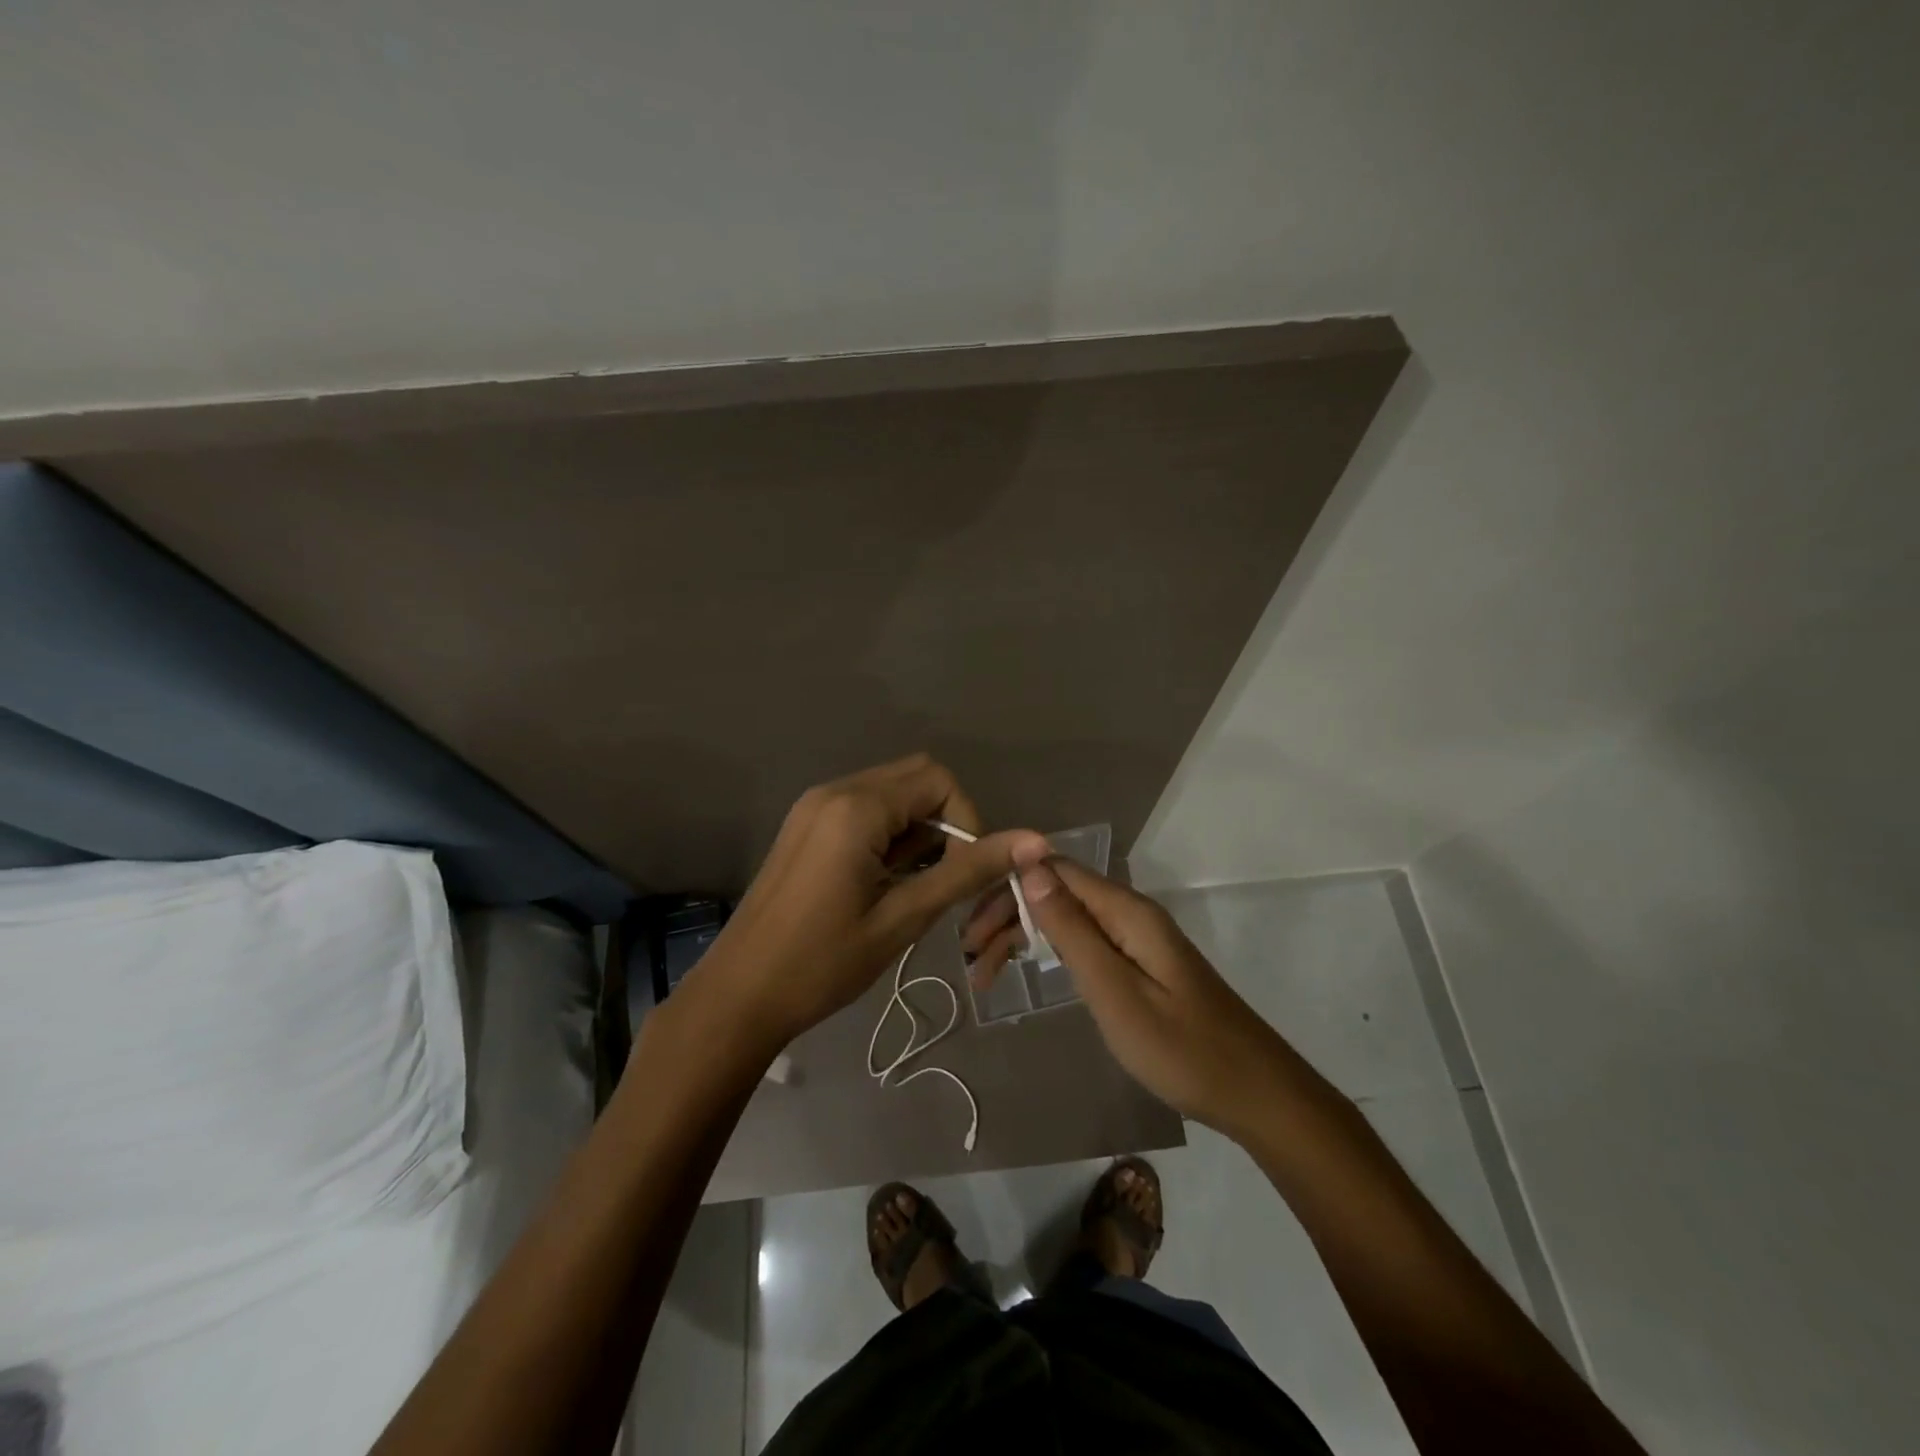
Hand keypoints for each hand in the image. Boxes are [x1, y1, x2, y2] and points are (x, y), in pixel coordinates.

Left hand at [695, 754, 1046, 1051]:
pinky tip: (883, 884)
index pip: (939, 782)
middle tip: (941, 881)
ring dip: (916, 832)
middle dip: (943, 824)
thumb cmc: (823, 963)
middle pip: (915, 779)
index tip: (963, 875)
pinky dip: (889, 836)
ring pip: (891, 795)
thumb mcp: (903, 917)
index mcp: (856, 807)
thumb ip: (967, 872)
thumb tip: (1034, 841)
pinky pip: (864, 810)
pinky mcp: (806, 826)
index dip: (967, 822)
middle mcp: (834, 791)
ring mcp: (815, 806)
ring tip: (910, 891)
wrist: (739, 995)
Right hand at [962, 856, 1289, 1138]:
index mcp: (1126, 911)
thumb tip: (1030, 866)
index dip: (1006, 888)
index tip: (969, 928)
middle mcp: (1130, 912)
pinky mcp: (1142, 962)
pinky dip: (1050, 950)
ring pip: (1068, 916)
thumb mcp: (1115, 992)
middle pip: (1057, 891)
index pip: (1053, 870)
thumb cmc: (1181, 1049)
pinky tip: (1031, 969)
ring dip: (1024, 935)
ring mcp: (1138, 937)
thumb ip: (1072, 929)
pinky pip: (1086, 939)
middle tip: (971, 962)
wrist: (1255, 1094)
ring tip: (986, 973)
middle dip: (1009, 916)